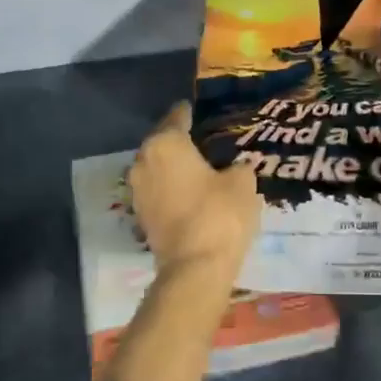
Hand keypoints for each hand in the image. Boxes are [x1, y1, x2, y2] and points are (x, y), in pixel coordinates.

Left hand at [130, 102, 259, 276]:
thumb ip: (238, 166)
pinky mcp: (140, 216)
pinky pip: (158, 190)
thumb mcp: (242, 182)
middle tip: (205, 139)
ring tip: (200, 167)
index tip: (202, 111)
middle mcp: (143, 161)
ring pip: (158, 167)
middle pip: (163, 142)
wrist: (195, 268)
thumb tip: (236, 166)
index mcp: (165, 143)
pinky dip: (172, 188)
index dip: (192, 113)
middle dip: (182, 141)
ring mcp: (137, 191)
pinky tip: (192, 192)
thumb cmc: (220, 214)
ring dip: (175, 166)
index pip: (178, 117)